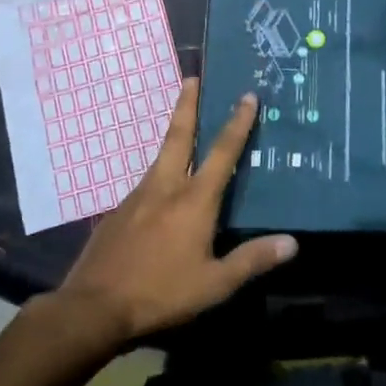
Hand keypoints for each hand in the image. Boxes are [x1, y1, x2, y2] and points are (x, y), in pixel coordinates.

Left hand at [51, 79, 295, 347]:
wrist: (92, 307)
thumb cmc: (161, 293)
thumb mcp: (214, 284)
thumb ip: (252, 260)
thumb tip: (292, 243)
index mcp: (194, 200)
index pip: (222, 152)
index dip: (238, 123)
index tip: (246, 95)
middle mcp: (165, 187)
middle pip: (179, 135)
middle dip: (188, 104)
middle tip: (192, 77)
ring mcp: (137, 197)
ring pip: (160, 157)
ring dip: (174, 135)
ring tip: (184, 127)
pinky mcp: (118, 212)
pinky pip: (146, 184)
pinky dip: (159, 174)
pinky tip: (161, 191)